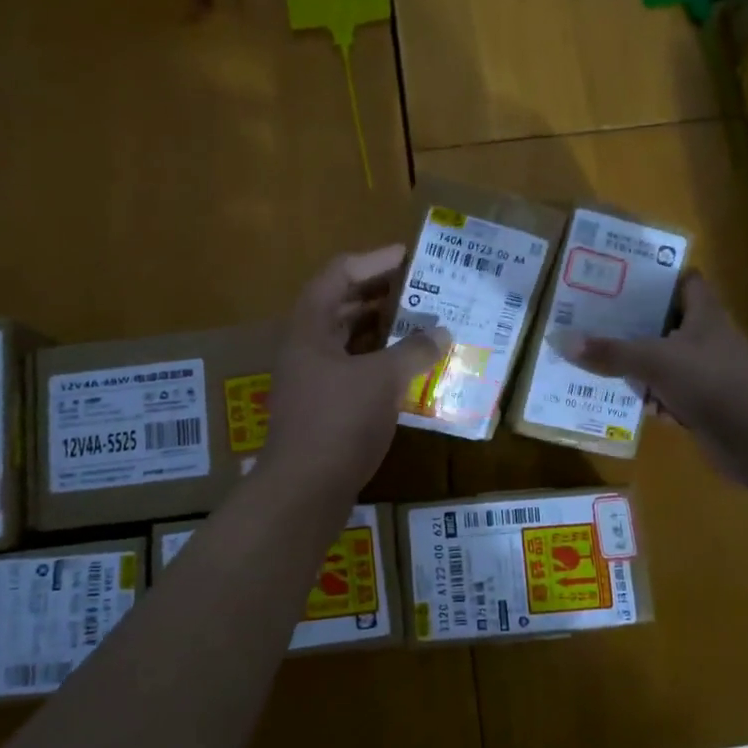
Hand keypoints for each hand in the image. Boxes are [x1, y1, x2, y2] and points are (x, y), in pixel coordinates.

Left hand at [259, 246, 449, 499]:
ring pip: (350, 340)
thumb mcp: (383, 380)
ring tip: (425, 324)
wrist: (304, 490)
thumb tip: (443, 333)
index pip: (340, 274)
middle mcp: (306, 347)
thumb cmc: (339, 422)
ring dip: (384, 330)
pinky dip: (381, 364)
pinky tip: (412, 370)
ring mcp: (312, 378)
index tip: (411, 257)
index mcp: (310, 327)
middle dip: (383, 295)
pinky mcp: (323, 406)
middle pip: (343, 305)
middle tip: (424, 290)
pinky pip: (354, 370)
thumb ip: (415, 351)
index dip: (374, 261)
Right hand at [562, 273, 747, 489]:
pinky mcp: (701, 405)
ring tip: (591, 359)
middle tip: (589, 320)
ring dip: (634, 365)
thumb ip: (611, 352)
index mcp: (704, 314)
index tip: (618, 278)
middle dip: (631, 324)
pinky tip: (618, 401)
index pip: (683, 280)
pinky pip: (666, 395)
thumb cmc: (714, 382)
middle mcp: (706, 338)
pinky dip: (647, 399)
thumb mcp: (656, 361)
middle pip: (664, 323)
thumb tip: (560, 339)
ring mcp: (705, 374)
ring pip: (662, 362)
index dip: (656, 276)